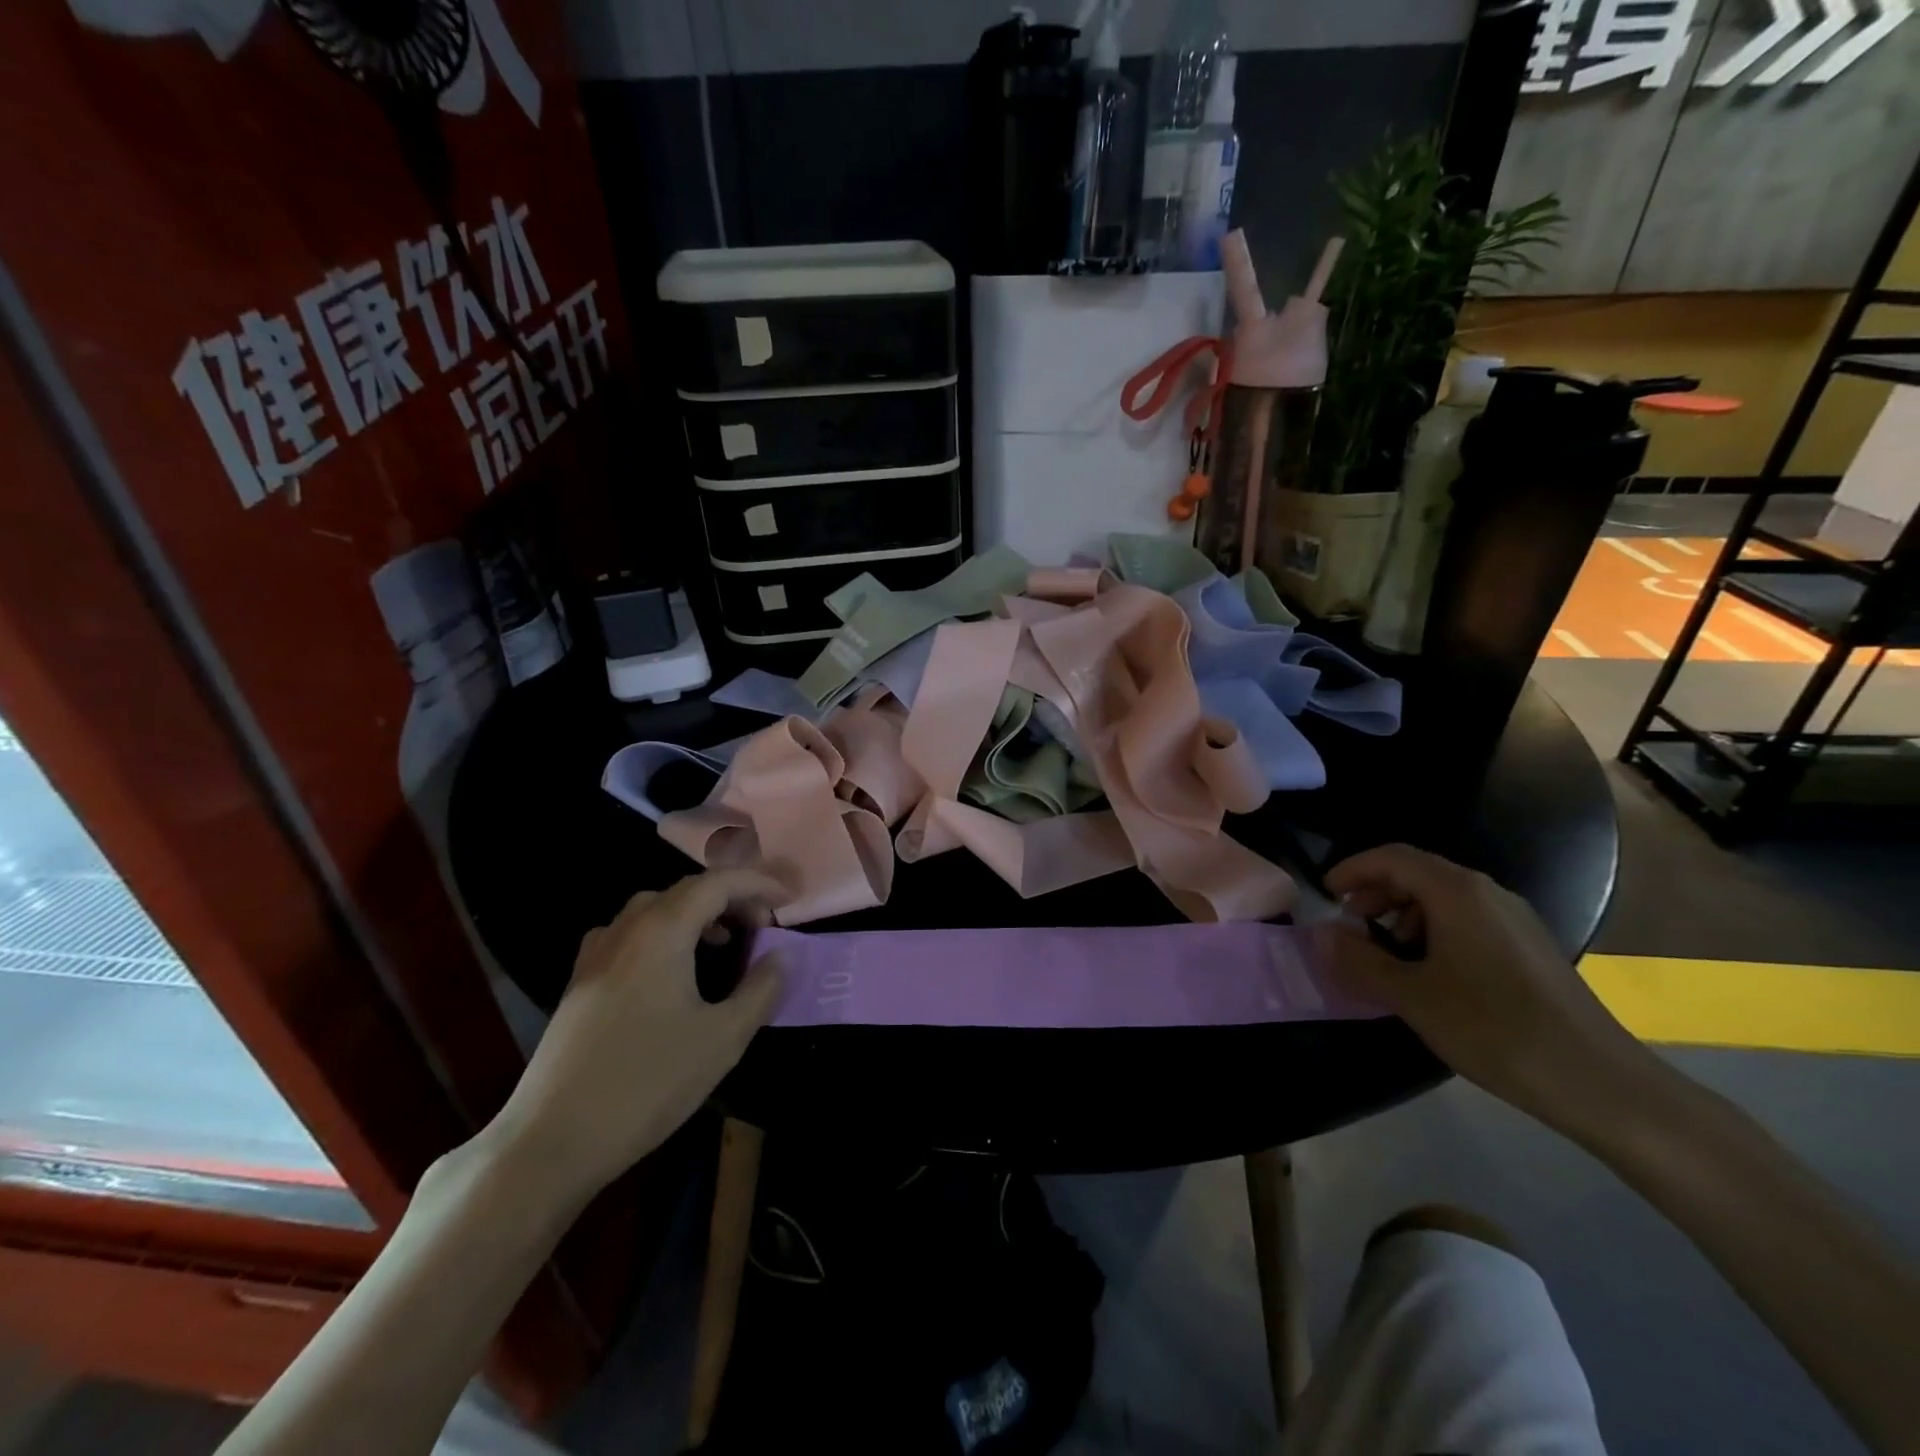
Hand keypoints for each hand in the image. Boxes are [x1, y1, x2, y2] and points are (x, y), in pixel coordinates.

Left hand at [486, 868, 784, 1195]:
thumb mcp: (723, 1038)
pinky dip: (662, 933)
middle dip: (731, 897)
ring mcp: (596, 954)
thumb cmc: (647, 1083)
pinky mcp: (579, 982)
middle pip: (686, 890)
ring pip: (653, 909)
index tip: (790, 900)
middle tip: (763, 924)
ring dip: (695, 913)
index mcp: (662, 931)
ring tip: (723, 941)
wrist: (552, 1139)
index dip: (759, 884)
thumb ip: (760, 989)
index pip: (718, 883)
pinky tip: (669, 969)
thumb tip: (781, 957)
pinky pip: (629, 934)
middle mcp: (626, 929)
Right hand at [1314, 844, 1655, 1132]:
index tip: (1325, 896)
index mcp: (1457, 893)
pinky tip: (1428, 973)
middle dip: (1375, 892)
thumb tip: (1322, 934)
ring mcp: (1514, 919)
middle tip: (1350, 927)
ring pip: (1442, 897)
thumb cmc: (1495, 1029)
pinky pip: (1466, 919)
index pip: (1392, 857)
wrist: (1600, 1082)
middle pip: (1417, 872)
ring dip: (1402, 914)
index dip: (1353, 869)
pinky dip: (1432, 930)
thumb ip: (1360, 959)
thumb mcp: (1412, 996)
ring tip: (1386, 955)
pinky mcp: (1528, 947)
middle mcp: (1487, 893)